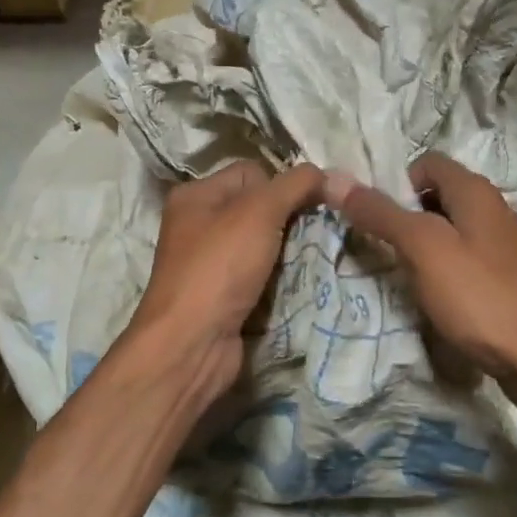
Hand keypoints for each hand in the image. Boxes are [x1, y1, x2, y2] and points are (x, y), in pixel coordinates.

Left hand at [127, 158, 325, 399]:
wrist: (191, 344)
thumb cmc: (219, 267)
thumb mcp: (260, 212)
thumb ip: (295, 185)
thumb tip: (324, 173)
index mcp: (196, 195)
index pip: (251, 172)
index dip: (281, 185)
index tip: (307, 207)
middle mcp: (198, 225)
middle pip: (259, 208)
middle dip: (289, 220)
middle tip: (314, 234)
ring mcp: (209, 264)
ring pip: (262, 244)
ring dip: (287, 252)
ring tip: (309, 260)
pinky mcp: (222, 296)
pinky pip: (260, 275)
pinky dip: (278, 279)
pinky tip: (295, 285)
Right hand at [325, 153, 516, 403]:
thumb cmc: (479, 295)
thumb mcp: (423, 248)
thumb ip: (380, 213)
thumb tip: (334, 178)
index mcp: (476, 191)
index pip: (427, 162)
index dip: (396, 182)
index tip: (376, 217)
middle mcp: (494, 209)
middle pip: (438, 195)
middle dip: (406, 215)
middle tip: (383, 247)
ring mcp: (504, 245)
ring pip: (451, 229)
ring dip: (423, 244)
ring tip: (404, 274)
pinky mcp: (507, 277)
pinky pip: (465, 257)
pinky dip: (444, 267)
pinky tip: (435, 295)